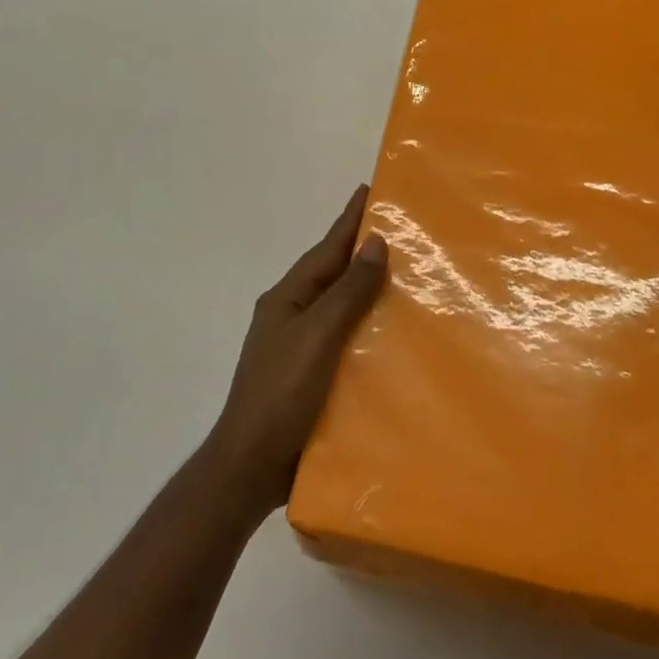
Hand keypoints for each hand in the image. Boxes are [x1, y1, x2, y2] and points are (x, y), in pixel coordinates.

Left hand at [207, 186, 388, 518]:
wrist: (250, 468)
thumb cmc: (281, 394)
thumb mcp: (318, 336)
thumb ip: (347, 291)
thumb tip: (375, 242)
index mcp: (288, 298)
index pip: (326, 248)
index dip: (349, 220)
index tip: (370, 190)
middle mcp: (293, 315)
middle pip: (334, 274)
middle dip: (363, 251)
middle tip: (403, 231)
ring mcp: (301, 347)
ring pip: (341, 307)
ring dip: (369, 290)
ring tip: (408, 278)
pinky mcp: (312, 377)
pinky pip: (346, 339)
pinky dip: (368, 329)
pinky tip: (393, 336)